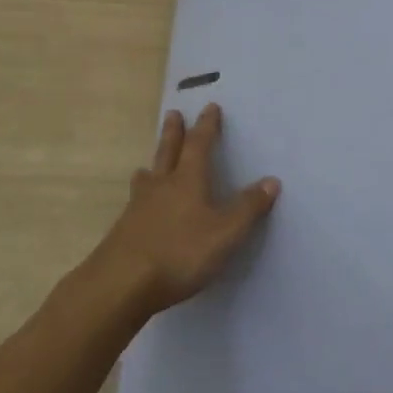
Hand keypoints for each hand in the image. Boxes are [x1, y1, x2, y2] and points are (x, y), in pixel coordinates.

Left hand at [90, 103, 279, 318]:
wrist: (121, 284)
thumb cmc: (179, 253)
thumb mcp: (225, 233)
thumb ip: (248, 208)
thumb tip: (271, 181)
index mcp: (188, 181)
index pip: (199, 145)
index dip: (207, 126)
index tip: (210, 107)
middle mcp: (161, 187)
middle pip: (168, 152)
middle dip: (173, 133)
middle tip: (172, 114)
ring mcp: (138, 208)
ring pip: (146, 179)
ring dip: (151, 167)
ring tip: (147, 165)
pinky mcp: (123, 231)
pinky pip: (135, 204)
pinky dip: (141, 198)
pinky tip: (139, 210)